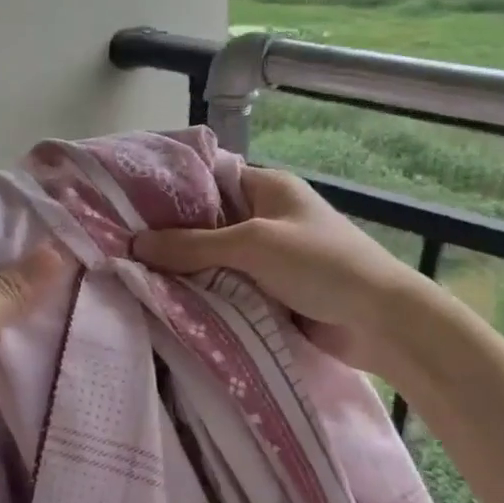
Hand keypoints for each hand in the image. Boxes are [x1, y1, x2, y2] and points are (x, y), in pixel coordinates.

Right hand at [133, 166, 421, 373]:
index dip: (171, 192)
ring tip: (135, 278)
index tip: (127, 207)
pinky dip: (205, 295)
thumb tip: (134, 244)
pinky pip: (228, 287)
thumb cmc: (320, 265)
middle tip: (123, 249)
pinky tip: (168, 303)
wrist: (380, 322)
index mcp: (268, 188)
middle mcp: (266, 217)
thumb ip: (193, 245)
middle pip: (208, 223)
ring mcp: (269, 257)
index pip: (209, 180)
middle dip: (172, 238)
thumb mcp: (253, 245)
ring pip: (215, 260)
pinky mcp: (271, 292)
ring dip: (187, 272)